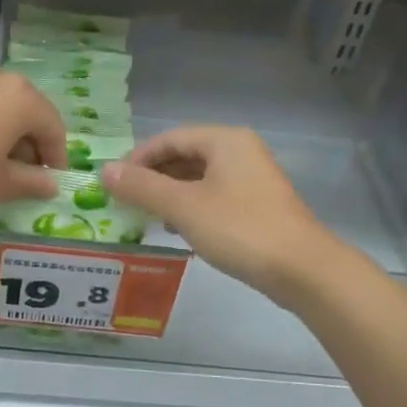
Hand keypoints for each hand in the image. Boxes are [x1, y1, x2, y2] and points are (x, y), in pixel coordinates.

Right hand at [101, 126, 335, 301]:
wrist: (301, 268)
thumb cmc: (239, 228)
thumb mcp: (183, 207)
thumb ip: (142, 187)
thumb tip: (104, 171)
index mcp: (224, 140)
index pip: (169, 138)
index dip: (137, 159)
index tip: (113, 184)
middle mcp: (240, 151)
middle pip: (184, 156)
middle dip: (153, 178)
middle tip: (126, 202)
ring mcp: (252, 178)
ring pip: (199, 178)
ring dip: (170, 194)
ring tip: (146, 217)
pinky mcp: (257, 205)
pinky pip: (214, 196)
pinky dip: (191, 208)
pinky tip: (178, 229)